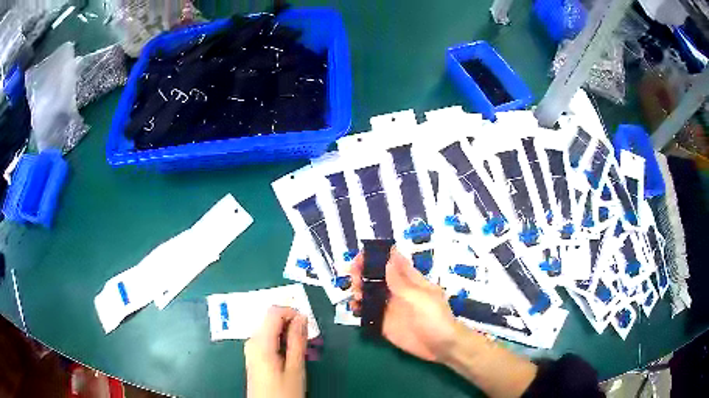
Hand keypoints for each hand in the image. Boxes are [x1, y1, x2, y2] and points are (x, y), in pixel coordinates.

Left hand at [244, 306, 306, 397]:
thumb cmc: (282, 392)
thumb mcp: (295, 368)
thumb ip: (297, 341)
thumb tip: (301, 318)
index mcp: (260, 342)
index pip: (274, 312)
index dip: (292, 313)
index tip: (308, 325)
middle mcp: (252, 341)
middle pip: (272, 320)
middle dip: (292, 325)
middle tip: (309, 340)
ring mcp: (251, 349)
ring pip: (271, 330)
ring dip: (288, 335)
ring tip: (303, 350)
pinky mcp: (254, 356)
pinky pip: (268, 340)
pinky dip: (282, 342)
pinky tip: (292, 355)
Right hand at [350, 249, 458, 362]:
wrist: (442, 347)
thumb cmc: (436, 318)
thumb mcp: (420, 298)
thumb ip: (401, 282)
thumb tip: (388, 259)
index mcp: (410, 280)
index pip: (391, 261)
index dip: (376, 256)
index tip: (360, 257)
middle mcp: (398, 291)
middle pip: (376, 276)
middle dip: (362, 273)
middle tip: (354, 279)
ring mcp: (390, 308)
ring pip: (369, 293)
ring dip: (359, 290)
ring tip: (355, 295)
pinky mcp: (384, 323)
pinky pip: (368, 313)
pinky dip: (359, 309)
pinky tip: (354, 309)